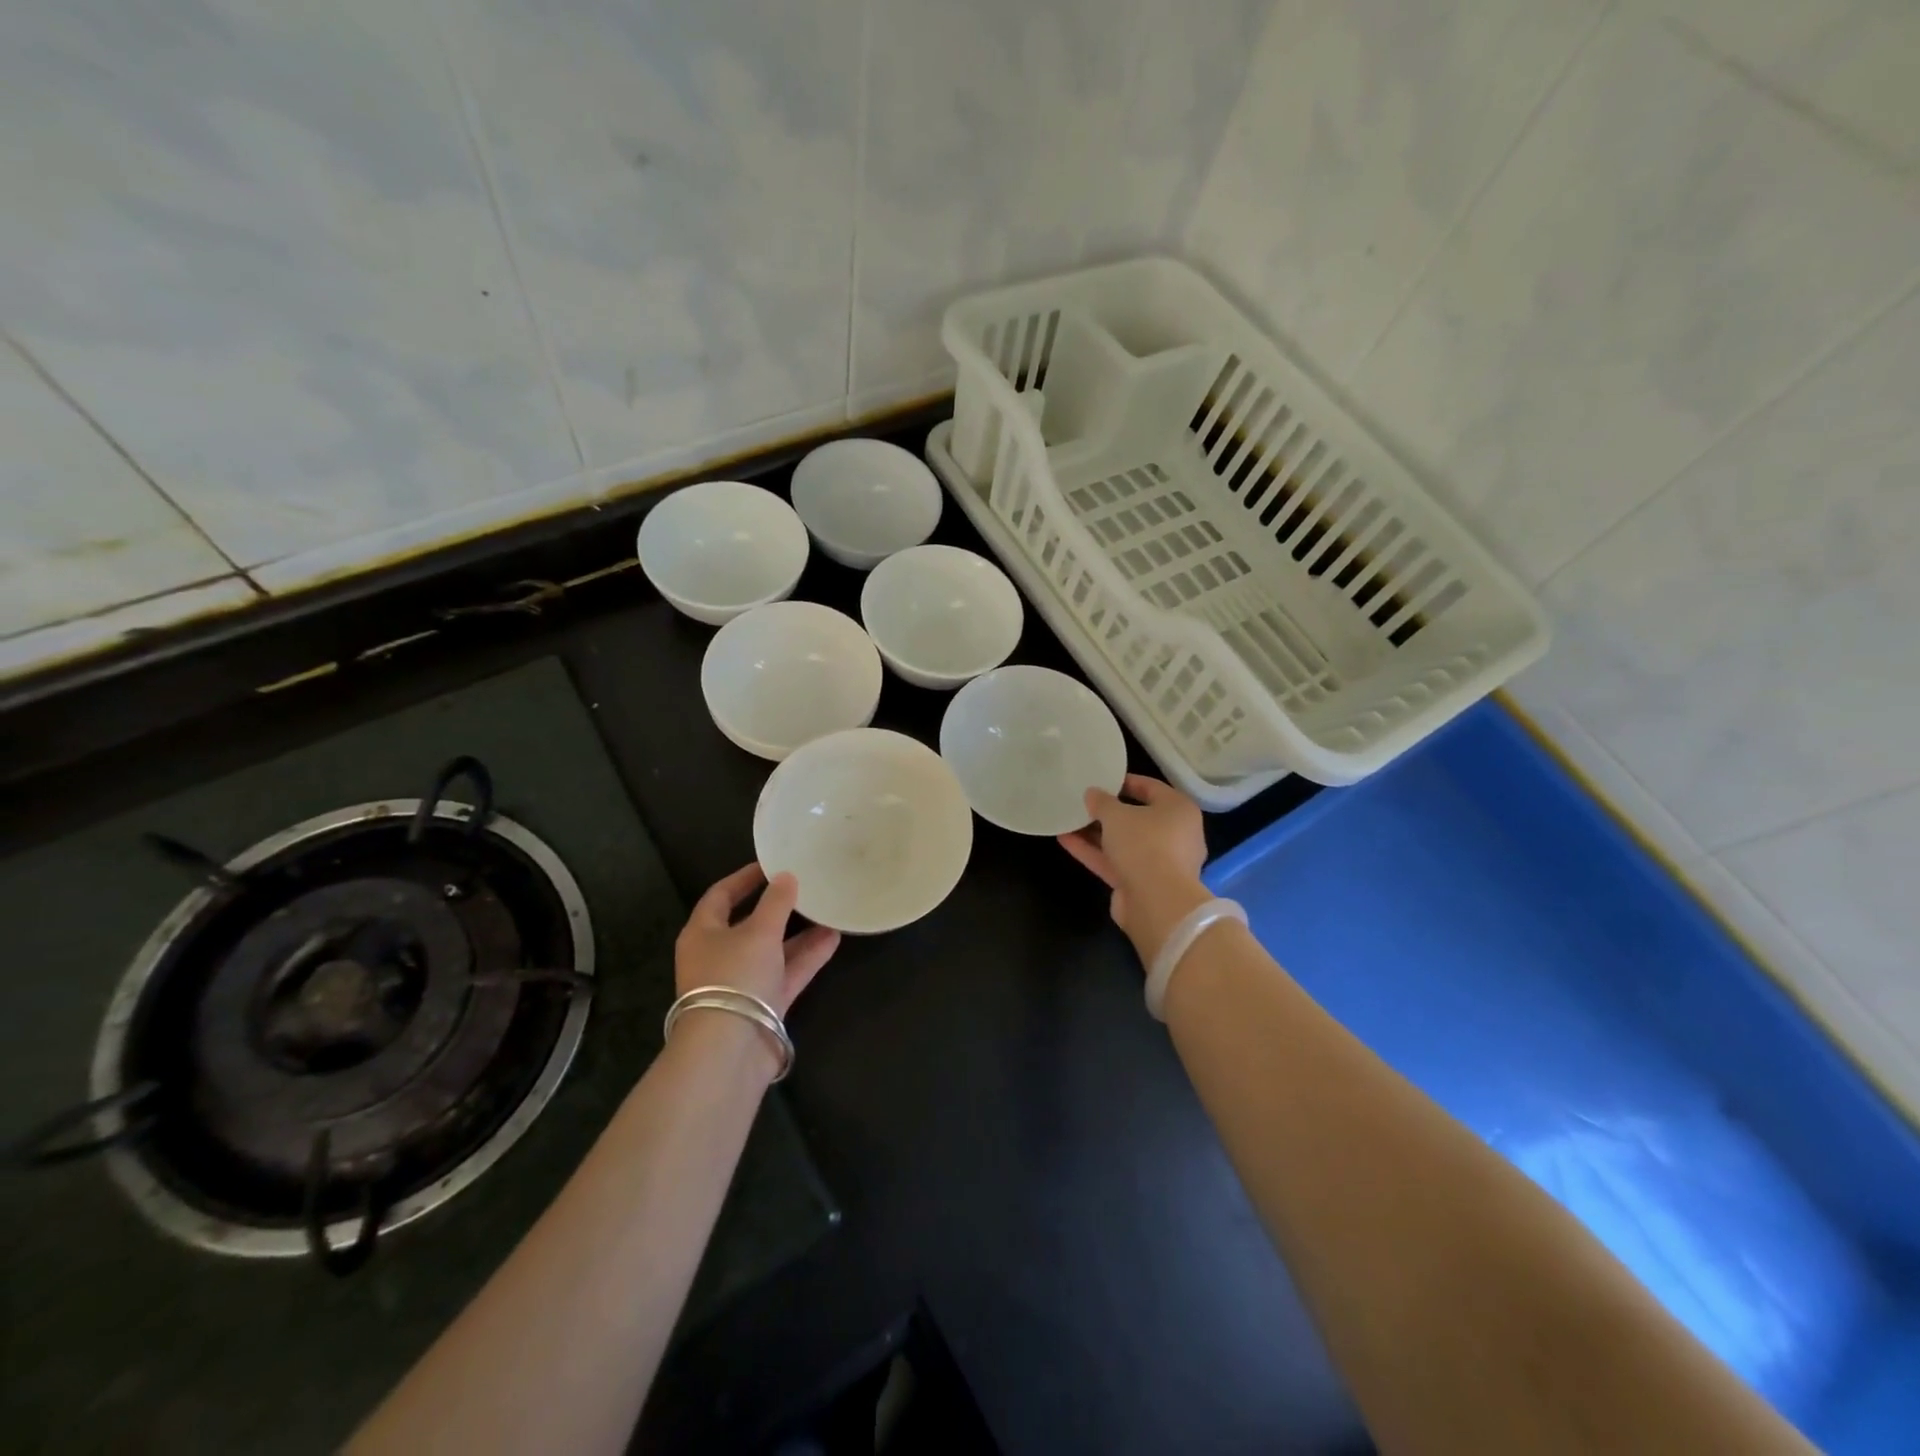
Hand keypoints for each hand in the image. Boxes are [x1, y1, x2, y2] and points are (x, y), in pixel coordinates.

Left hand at [675, 864, 840, 1016]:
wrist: (730, 1050)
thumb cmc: (735, 976)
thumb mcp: (758, 932)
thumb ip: (776, 902)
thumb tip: (786, 877)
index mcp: (702, 933)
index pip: (721, 895)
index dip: (745, 878)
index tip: (772, 864)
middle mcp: (719, 955)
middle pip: (749, 923)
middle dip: (778, 907)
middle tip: (806, 886)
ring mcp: (742, 982)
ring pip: (773, 949)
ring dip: (799, 932)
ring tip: (828, 910)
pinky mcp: (763, 1004)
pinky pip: (787, 972)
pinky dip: (807, 956)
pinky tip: (833, 938)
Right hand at [1058, 774, 1210, 965]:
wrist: (1157, 903)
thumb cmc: (1145, 844)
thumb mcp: (1117, 815)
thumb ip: (1102, 801)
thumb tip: (1092, 793)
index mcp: (1178, 810)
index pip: (1151, 788)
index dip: (1124, 782)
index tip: (1100, 780)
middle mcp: (1174, 834)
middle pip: (1137, 818)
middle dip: (1107, 811)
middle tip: (1082, 801)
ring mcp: (1158, 862)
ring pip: (1123, 842)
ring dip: (1096, 833)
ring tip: (1067, 820)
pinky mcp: (1141, 883)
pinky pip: (1115, 862)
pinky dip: (1093, 852)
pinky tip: (1065, 840)